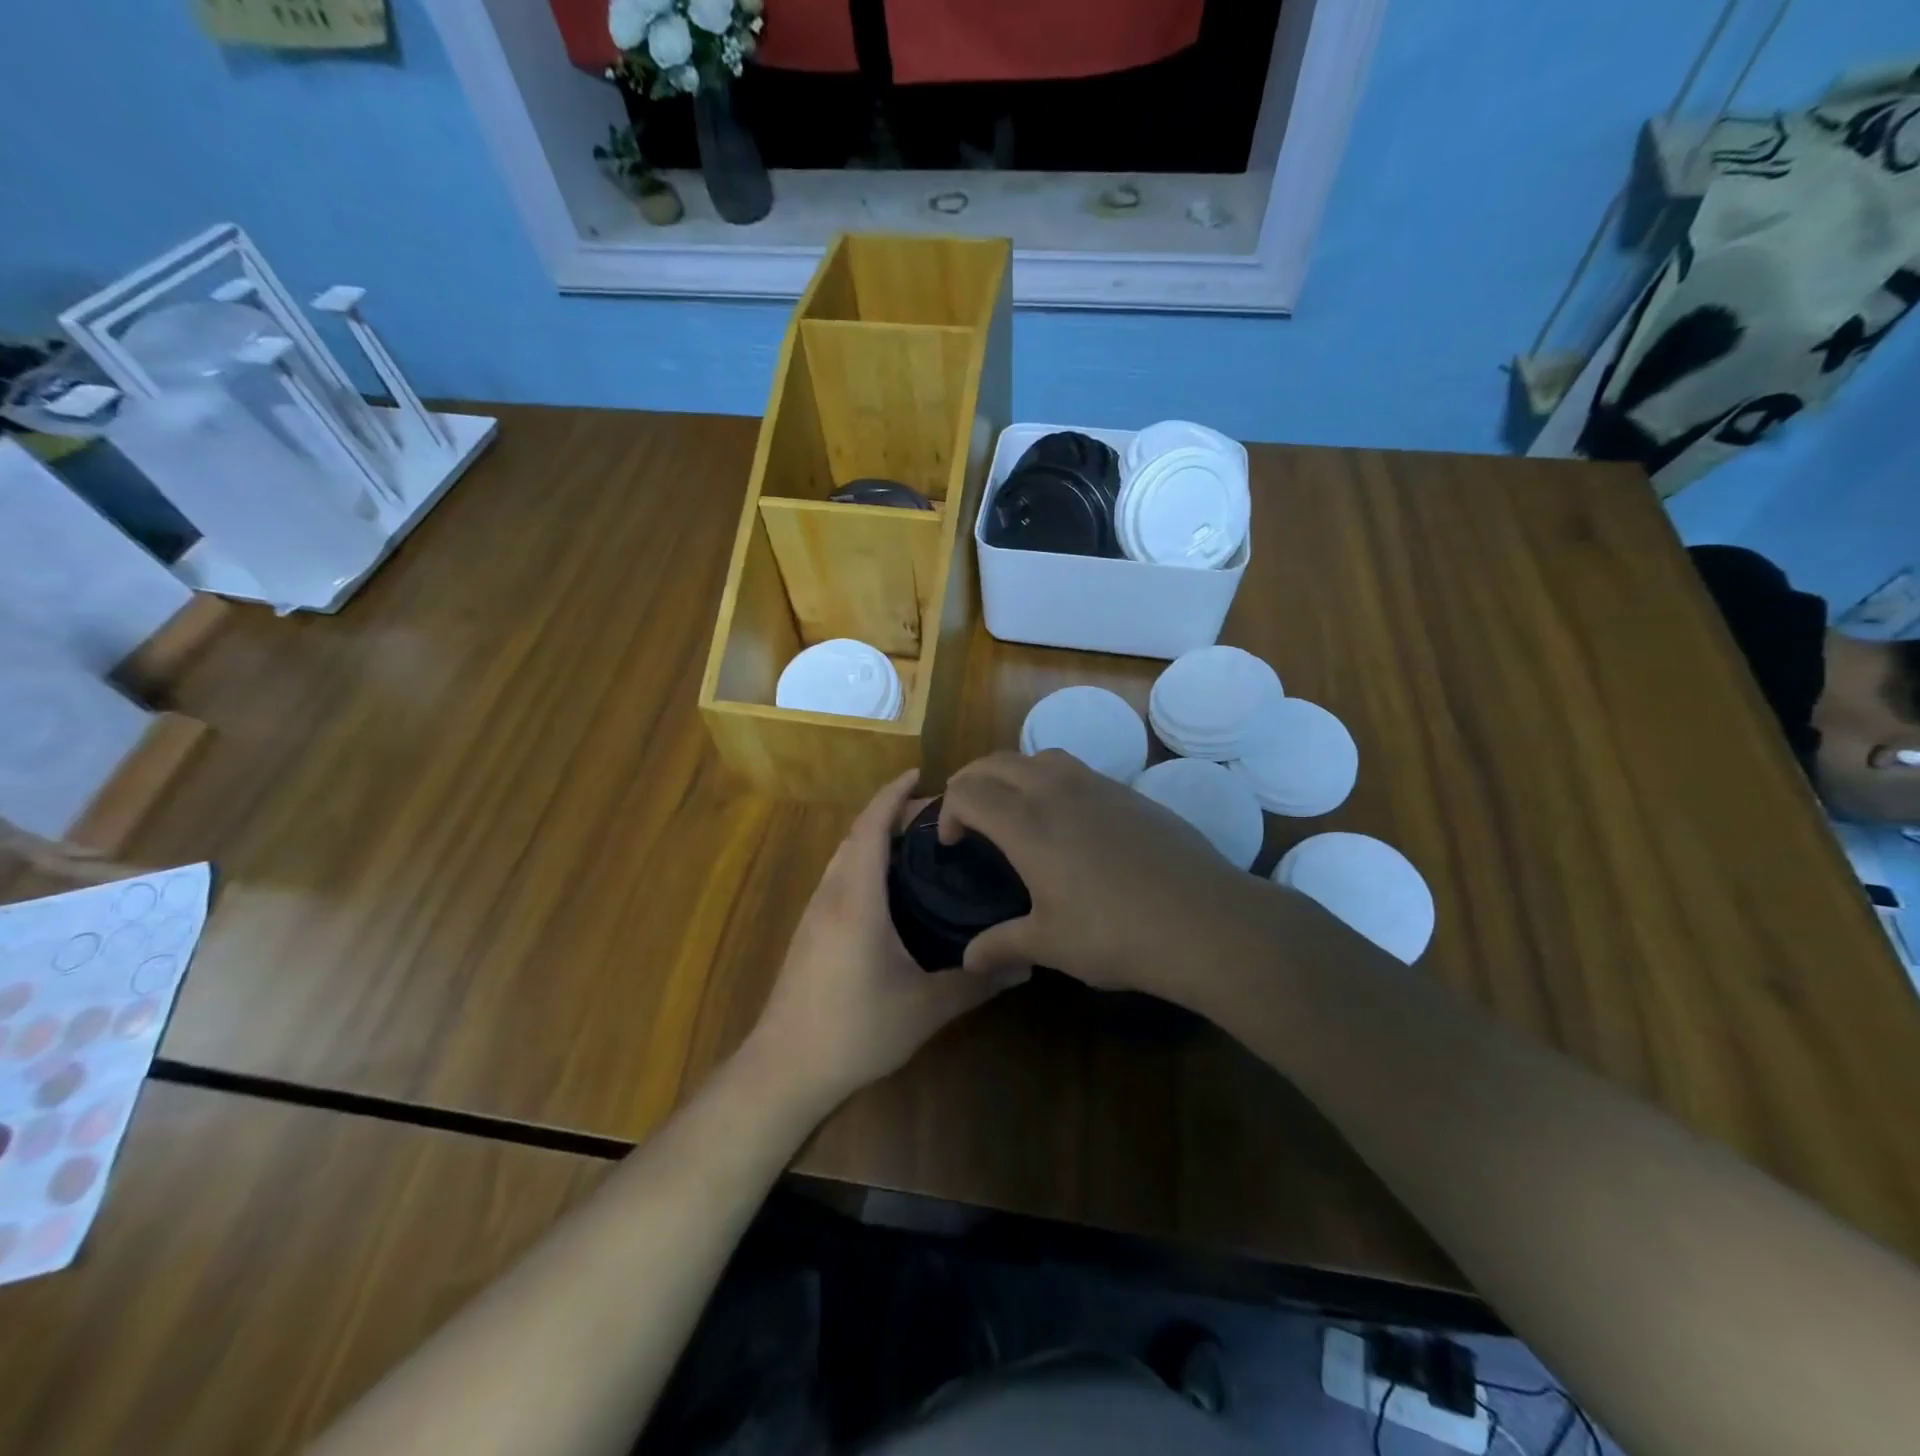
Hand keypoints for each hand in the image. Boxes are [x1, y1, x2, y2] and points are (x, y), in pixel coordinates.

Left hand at [749, 772, 1026, 1111]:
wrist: (784, 1068)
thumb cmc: (855, 1030)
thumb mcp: (924, 1008)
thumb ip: (975, 982)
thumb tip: (1026, 965)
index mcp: (857, 898)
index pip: (872, 827)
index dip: (893, 795)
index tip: (920, 774)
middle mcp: (831, 894)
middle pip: (857, 835)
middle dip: (890, 813)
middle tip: (937, 815)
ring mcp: (815, 913)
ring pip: (844, 856)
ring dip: (874, 837)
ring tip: (917, 844)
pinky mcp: (809, 932)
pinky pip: (838, 877)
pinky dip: (863, 861)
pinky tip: (888, 889)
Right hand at [939, 750, 1286, 1003]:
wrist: (1202, 920)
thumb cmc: (1114, 934)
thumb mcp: (1050, 944)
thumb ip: (1001, 945)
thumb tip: (967, 960)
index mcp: (1026, 823)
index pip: (967, 791)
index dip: (947, 811)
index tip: (951, 843)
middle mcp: (1055, 790)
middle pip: (996, 762)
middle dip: (971, 782)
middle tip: (968, 816)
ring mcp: (1097, 785)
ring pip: (1039, 756)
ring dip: (1013, 773)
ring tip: (1015, 809)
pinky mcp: (1129, 792)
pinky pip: (1076, 769)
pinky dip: (1052, 780)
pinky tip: (1068, 821)